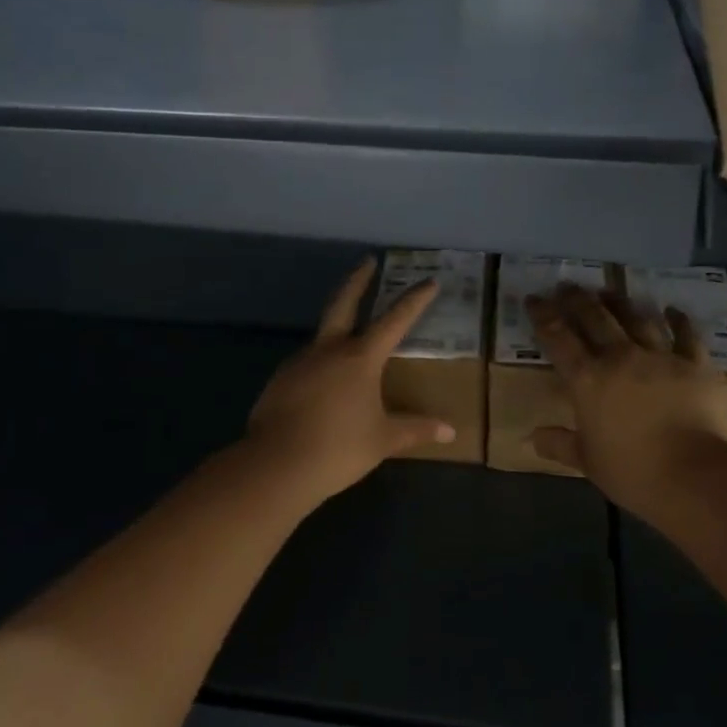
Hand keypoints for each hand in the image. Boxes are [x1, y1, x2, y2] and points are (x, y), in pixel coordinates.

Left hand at [246, 259, 455, 503]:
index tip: (429, 281)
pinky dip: (320, 361)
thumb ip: (416, 430)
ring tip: (351, 336)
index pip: (395, 320)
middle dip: (358, 280)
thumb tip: (450, 431)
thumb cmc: (338, 448)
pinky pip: (307, 362)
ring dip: (338, 325)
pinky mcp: (280, 379)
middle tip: (367, 261)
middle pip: (344, 302)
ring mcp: (301, 361)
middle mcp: (330, 349)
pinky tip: (325, 380)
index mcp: (361, 358)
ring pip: (323, 334)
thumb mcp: (383, 439)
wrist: (276, 465)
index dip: (414, 300)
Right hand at [525, 285, 726, 515]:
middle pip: (595, 318)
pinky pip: (686, 335)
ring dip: (620, 302)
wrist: (691, 473)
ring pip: (636, 318)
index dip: (543, 315)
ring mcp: (659, 356)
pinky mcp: (693, 364)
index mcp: (587, 379)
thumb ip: (559, 444)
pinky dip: (679, 320)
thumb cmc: (631, 470)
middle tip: (567, 285)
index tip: (534, 299)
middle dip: (577, 299)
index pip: (557, 338)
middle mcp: (619, 357)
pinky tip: (672, 309)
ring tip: (609, 290)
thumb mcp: (587, 461)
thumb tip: (532, 438)